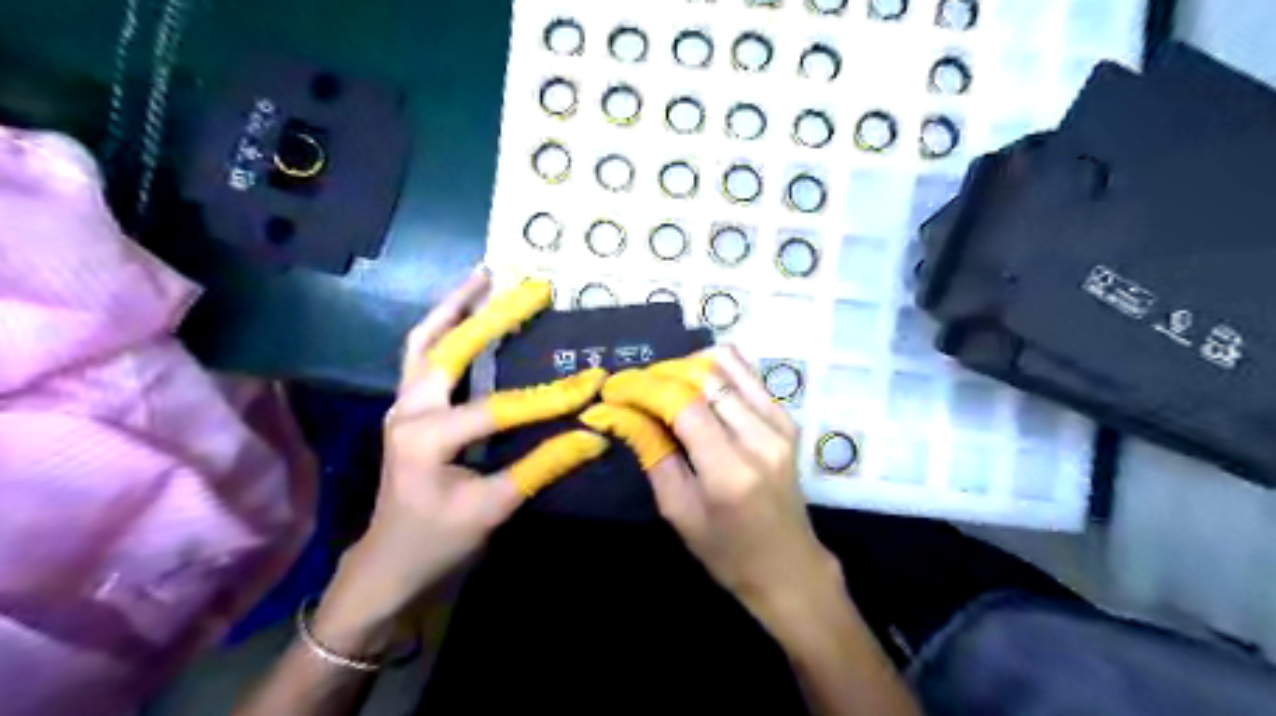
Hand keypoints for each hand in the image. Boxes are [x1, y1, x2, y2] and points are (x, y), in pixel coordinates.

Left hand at [312, 270, 607, 643]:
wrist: (390, 564)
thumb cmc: (438, 542)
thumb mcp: (493, 509)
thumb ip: (541, 467)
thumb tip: (593, 437)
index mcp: (426, 438)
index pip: (498, 409)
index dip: (550, 398)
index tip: (592, 381)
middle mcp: (408, 410)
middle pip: (447, 347)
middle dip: (488, 314)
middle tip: (525, 285)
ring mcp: (403, 405)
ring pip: (424, 342)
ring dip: (455, 308)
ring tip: (484, 278)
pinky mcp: (408, 407)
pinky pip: (422, 356)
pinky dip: (443, 329)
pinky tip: (465, 313)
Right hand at [602, 351, 843, 629]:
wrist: (788, 566)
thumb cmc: (727, 551)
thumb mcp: (678, 510)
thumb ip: (652, 453)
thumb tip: (620, 411)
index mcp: (730, 471)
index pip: (684, 405)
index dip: (644, 388)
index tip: (615, 388)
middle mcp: (760, 437)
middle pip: (704, 376)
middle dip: (660, 373)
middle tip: (633, 387)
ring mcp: (779, 423)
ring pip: (727, 364)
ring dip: (687, 365)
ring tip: (662, 384)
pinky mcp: (787, 418)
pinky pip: (746, 374)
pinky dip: (713, 370)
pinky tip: (694, 387)